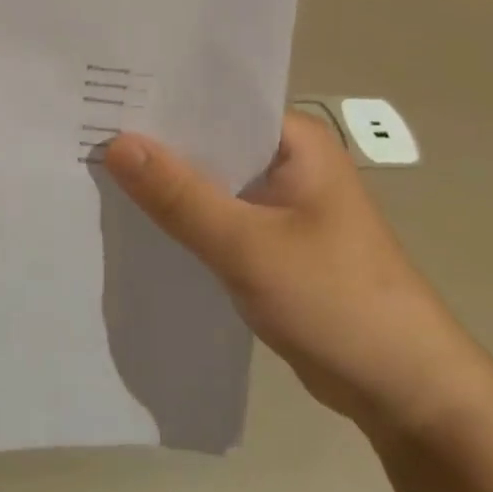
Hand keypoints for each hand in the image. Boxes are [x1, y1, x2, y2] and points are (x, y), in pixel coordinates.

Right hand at [101, 113, 490, 441]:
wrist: (409, 397)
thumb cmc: (339, 302)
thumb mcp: (250, 247)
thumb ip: (180, 196)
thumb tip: (114, 144)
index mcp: (293, 139)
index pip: (213, 101)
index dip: (158, 98)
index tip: (99, 94)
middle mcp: (285, 160)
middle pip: (206, 139)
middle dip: (154, 140)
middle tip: (82, 128)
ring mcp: (278, 202)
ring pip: (207, 180)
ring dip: (164, 181)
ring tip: (93, 165)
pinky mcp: (270, 241)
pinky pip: (214, 214)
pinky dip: (181, 215)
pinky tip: (134, 216)